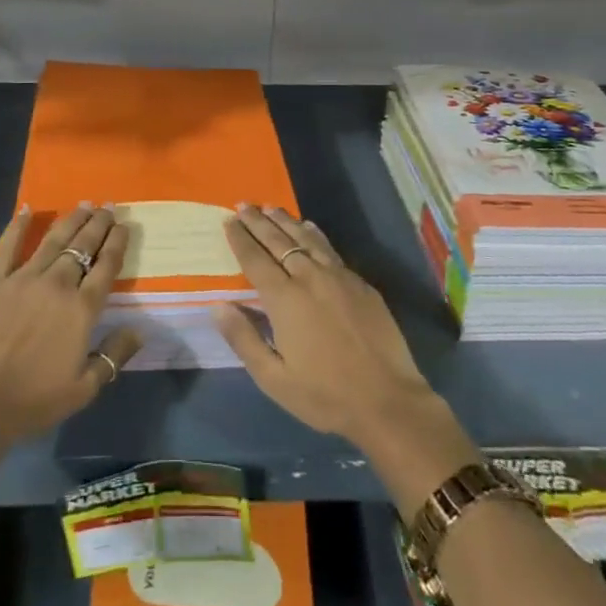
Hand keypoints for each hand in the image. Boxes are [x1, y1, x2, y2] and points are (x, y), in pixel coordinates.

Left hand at [0, 204, 140, 446]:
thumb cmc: (32, 401)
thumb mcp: (83, 389)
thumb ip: (113, 357)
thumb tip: (139, 330)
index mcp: (82, 310)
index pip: (106, 267)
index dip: (117, 243)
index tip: (124, 225)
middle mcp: (57, 285)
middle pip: (83, 246)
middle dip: (98, 224)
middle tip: (108, 206)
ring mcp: (23, 278)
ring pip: (53, 240)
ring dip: (70, 220)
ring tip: (83, 204)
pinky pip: (7, 245)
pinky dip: (18, 225)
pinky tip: (27, 209)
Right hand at [213, 205, 477, 508]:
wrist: (388, 401)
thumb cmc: (325, 395)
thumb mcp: (274, 379)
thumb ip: (243, 338)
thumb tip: (217, 305)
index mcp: (284, 299)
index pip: (255, 259)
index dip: (240, 238)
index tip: (228, 220)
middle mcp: (309, 278)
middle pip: (278, 241)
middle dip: (258, 221)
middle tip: (243, 204)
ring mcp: (339, 277)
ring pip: (306, 238)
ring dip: (285, 221)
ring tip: (271, 208)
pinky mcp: (361, 284)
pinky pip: (330, 249)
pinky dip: (314, 234)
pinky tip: (310, 228)